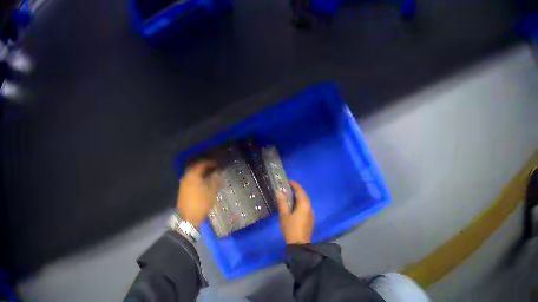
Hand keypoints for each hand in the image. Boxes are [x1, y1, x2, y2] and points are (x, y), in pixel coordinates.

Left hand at [176, 160, 221, 228]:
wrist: (187, 217)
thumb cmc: (200, 204)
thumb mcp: (211, 193)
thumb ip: (215, 181)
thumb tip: (217, 173)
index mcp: (193, 174)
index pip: (201, 164)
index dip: (210, 163)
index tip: (217, 164)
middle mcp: (186, 176)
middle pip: (195, 167)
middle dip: (204, 167)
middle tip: (212, 168)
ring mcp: (183, 183)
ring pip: (192, 173)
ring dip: (200, 173)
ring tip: (209, 175)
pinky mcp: (182, 189)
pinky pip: (190, 179)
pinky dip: (196, 178)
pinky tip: (202, 183)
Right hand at [275, 181, 314, 243]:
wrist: (299, 244)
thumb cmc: (291, 229)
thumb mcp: (284, 215)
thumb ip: (282, 202)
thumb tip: (279, 191)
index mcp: (304, 205)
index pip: (300, 191)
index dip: (294, 185)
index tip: (287, 181)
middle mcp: (310, 207)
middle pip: (304, 195)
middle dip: (296, 191)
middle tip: (286, 188)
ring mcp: (311, 214)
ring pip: (305, 202)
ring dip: (298, 198)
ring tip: (288, 197)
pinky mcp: (310, 219)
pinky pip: (305, 207)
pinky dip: (299, 204)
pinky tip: (293, 208)